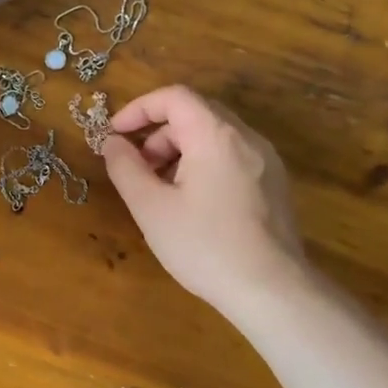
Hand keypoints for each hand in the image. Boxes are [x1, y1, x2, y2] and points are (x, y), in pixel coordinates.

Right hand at [101, 85, 310, 322]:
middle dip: (158, 134)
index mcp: (216, 135)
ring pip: (214, 136)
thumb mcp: (151, 208)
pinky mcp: (274, 184)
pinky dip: (203, 164)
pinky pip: (232, 156)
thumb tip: (112, 143)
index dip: (139, 109)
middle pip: (195, 114)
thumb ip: (125, 168)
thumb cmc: (205, 246)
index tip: (115, 135)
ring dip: (180, 151)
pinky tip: (192, 203)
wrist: (272, 290)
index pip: (174, 96)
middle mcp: (247, 137)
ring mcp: (266, 160)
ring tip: (161, 190)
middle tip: (136, 168)